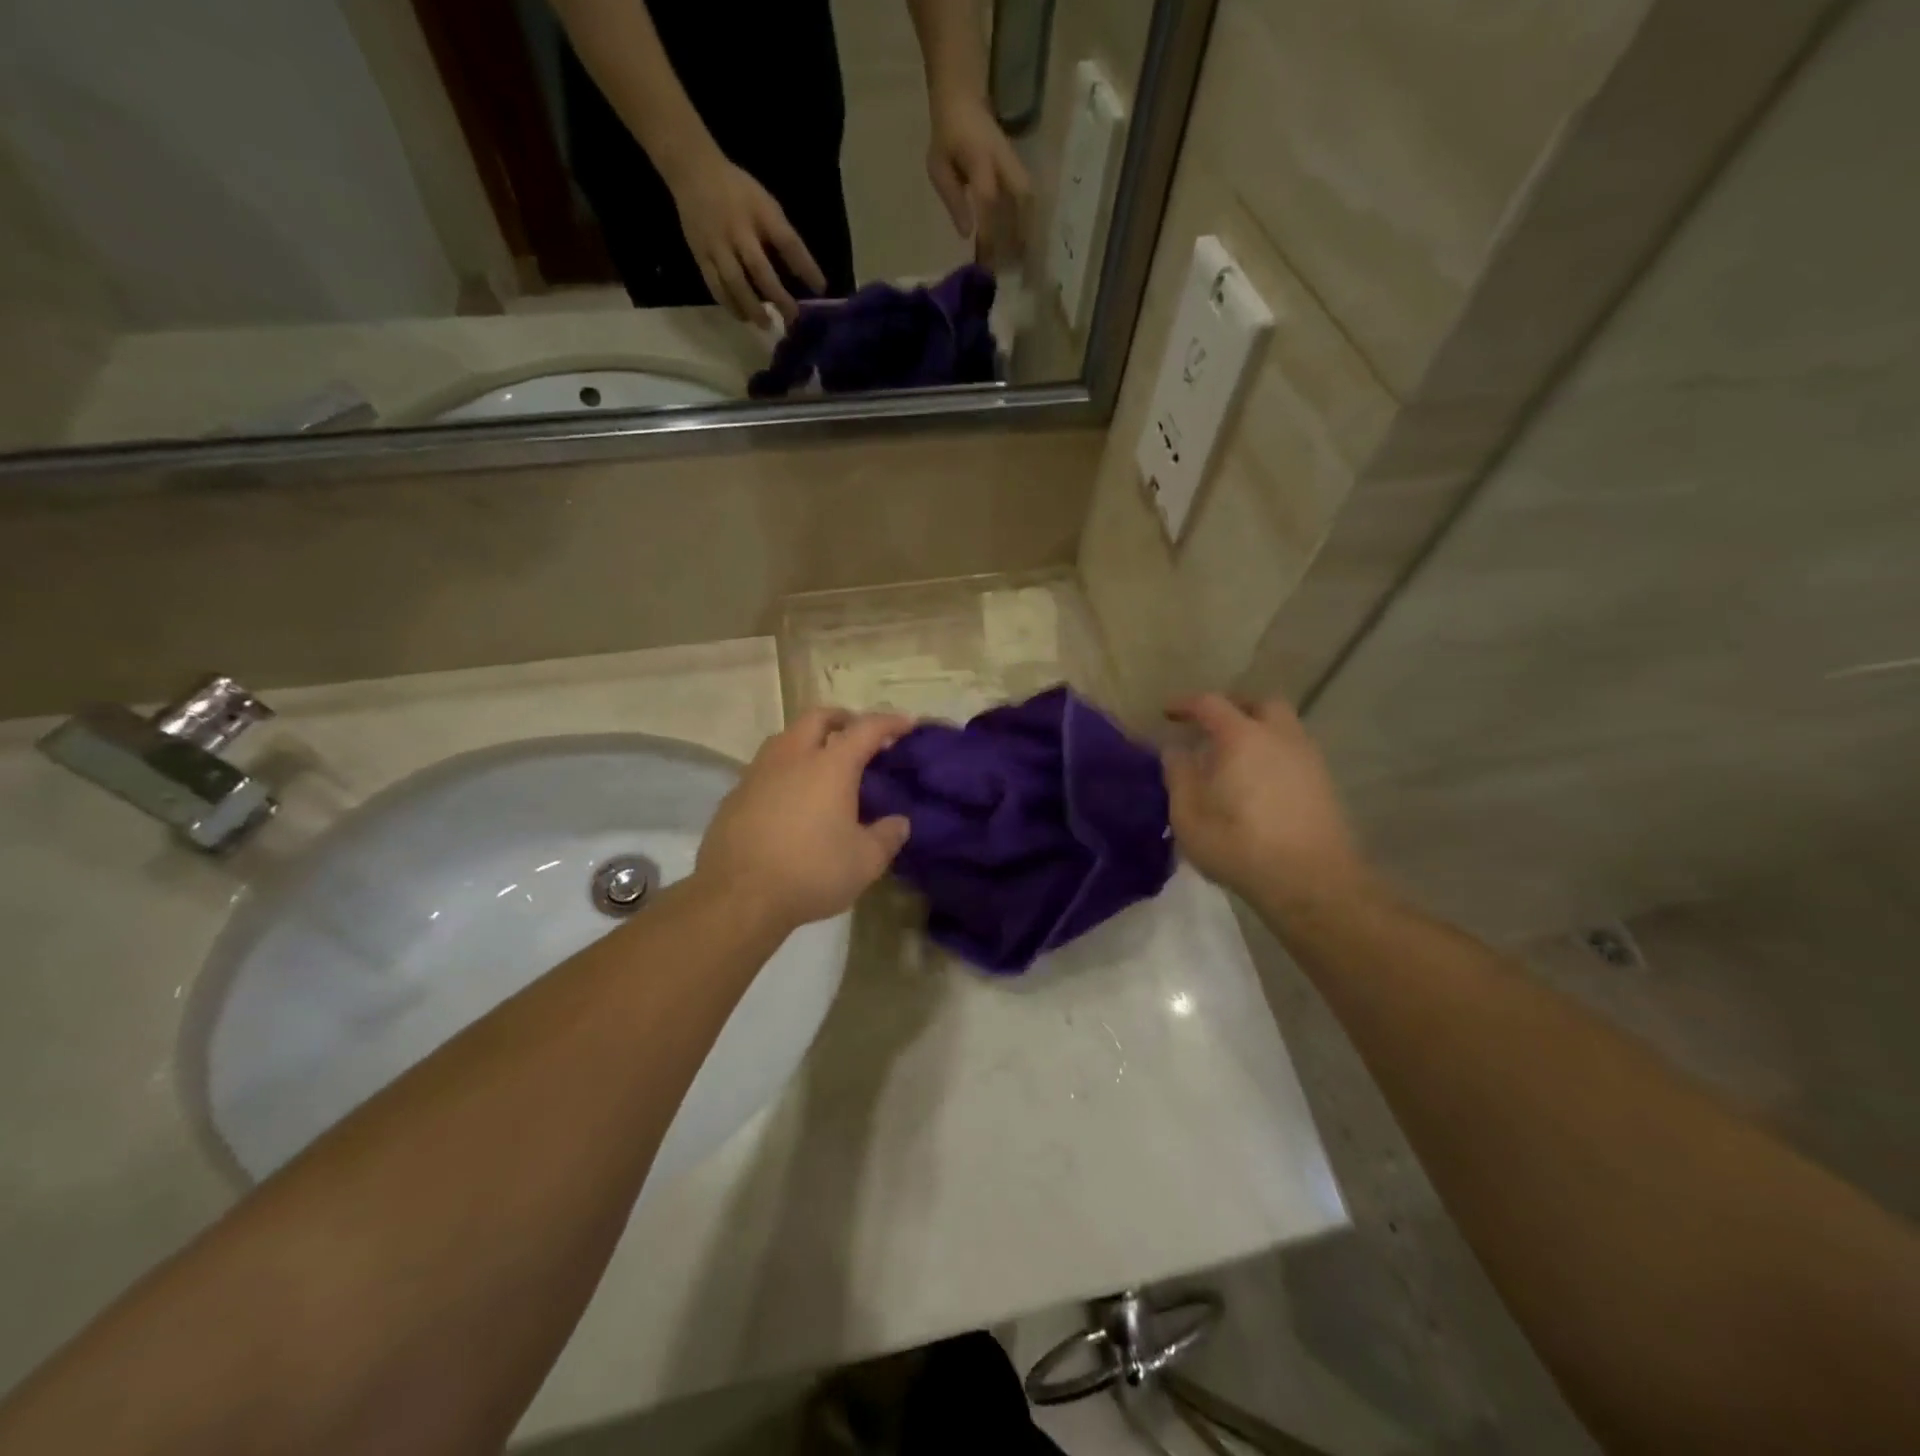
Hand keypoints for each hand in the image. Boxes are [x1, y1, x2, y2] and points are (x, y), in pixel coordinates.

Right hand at [666, 149, 828, 322]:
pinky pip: (715, 285)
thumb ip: (781, 236)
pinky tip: (742, 316)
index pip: (787, 241)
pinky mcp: (700, 254)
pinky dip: (730, 303)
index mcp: (760, 212)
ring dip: (751, 307)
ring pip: (734, 282)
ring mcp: (716, 244)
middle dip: (777, 296)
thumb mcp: (765, 204)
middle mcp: (738, 230)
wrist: (692, 171)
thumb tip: (801, 274)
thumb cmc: (738, 192)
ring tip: (765, 324)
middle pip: (759, 268)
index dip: (806, 267)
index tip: (821, 289)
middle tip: (792, 317)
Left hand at [695, 709, 913, 931]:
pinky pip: (765, 768)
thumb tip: (899, 823)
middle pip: (818, 718)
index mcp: (830, 766)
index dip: (890, 722)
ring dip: (809, 740)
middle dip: (843, 718)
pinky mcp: (734, 795)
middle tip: (859, 734)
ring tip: (823, 763)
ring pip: (786, 738)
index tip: (907, 723)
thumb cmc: (811, 872)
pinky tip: (791, 798)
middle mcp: (792, 757)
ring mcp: (757, 773)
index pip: (866, 729)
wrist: (737, 896)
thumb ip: (887, 837)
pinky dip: (785, 770)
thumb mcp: (865, 862)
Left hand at [927, 92, 1031, 267]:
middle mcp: (1004, 162)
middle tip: (1014, 264)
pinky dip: (1028, 220)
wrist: (963, 98)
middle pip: (1022, 200)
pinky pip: (1028, 198)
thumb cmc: (947, 136)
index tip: (987, 259)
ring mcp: (1014, 163)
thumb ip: (953, 199)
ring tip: (1022, 258)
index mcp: (981, 159)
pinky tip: (1023, 241)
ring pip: (1029, 201)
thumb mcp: (938, 167)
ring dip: (1028, 229)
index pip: (989, 201)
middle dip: (1020, 233)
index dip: (990, 232)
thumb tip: (968, 233)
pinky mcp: (1018, 168)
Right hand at [1162, 695, 1369, 913]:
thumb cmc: (1240, 846)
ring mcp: (1307, 758)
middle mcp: (1279, 736)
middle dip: (1233, 708)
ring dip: (1258, 730)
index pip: (1210, 704)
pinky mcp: (1324, 783)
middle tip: (1211, 727)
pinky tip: (1259, 781)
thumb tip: (1175, 750)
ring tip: (1235, 757)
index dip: (1186, 704)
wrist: (1313, 881)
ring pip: (1283, 726)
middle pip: (1260, 703)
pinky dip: (1274, 753)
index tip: (1167, 713)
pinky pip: (1294, 751)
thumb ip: (1178, 776)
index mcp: (1241, 737)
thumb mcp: (1189, 817)